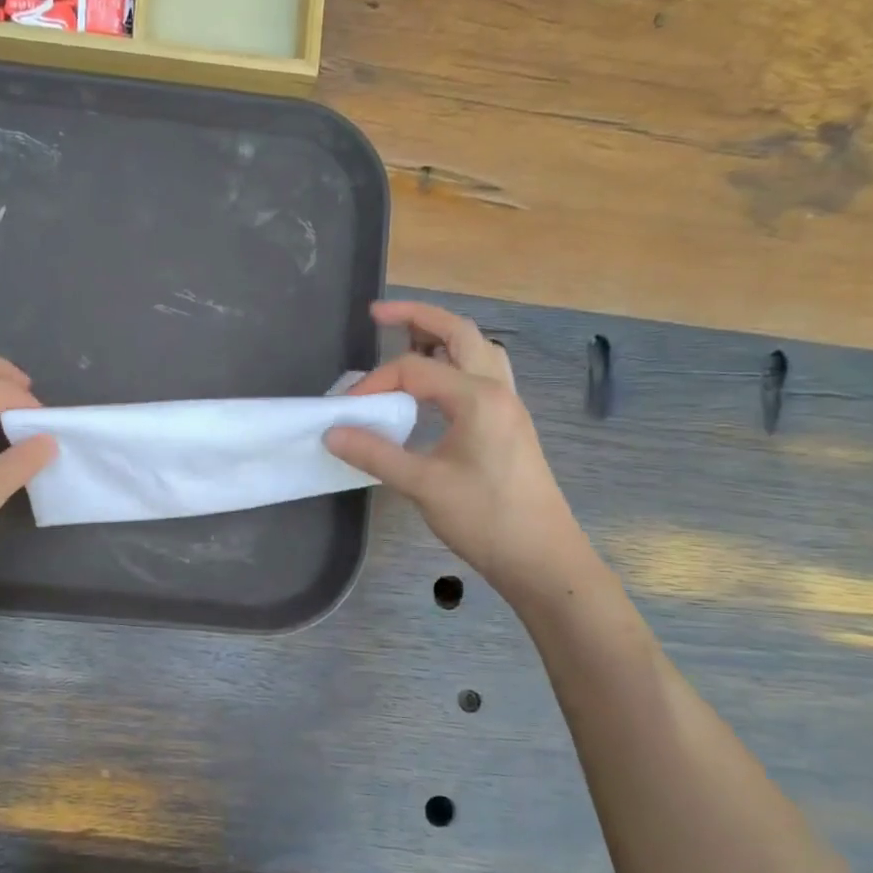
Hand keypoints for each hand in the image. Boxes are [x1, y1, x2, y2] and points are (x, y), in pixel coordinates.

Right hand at [325, 301, 586, 599]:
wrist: (541, 557)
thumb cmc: (486, 519)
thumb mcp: (423, 485)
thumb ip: (375, 453)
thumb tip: (331, 431)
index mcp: (478, 397)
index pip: (415, 368)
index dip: (374, 382)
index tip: (346, 411)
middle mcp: (497, 390)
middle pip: (458, 333)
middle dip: (417, 317)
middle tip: (378, 314)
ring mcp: (508, 406)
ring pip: (476, 350)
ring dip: (441, 337)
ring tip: (406, 338)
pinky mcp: (508, 424)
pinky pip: (481, 375)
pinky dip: (453, 364)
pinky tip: (433, 387)